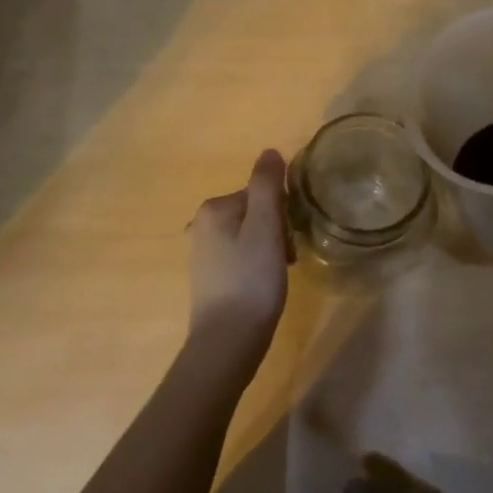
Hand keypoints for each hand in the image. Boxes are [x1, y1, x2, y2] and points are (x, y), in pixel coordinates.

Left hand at [185, 149, 289, 352]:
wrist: (227, 341)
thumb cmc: (251, 279)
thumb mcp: (265, 226)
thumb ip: (267, 185)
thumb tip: (269, 152)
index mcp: (214, 208)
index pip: (261, 193)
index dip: (283, 212)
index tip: (291, 236)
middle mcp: (201, 224)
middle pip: (254, 212)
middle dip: (276, 230)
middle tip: (287, 257)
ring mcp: (202, 252)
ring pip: (249, 235)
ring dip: (269, 248)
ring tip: (278, 274)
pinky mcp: (208, 276)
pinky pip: (240, 256)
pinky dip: (256, 265)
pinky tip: (264, 285)